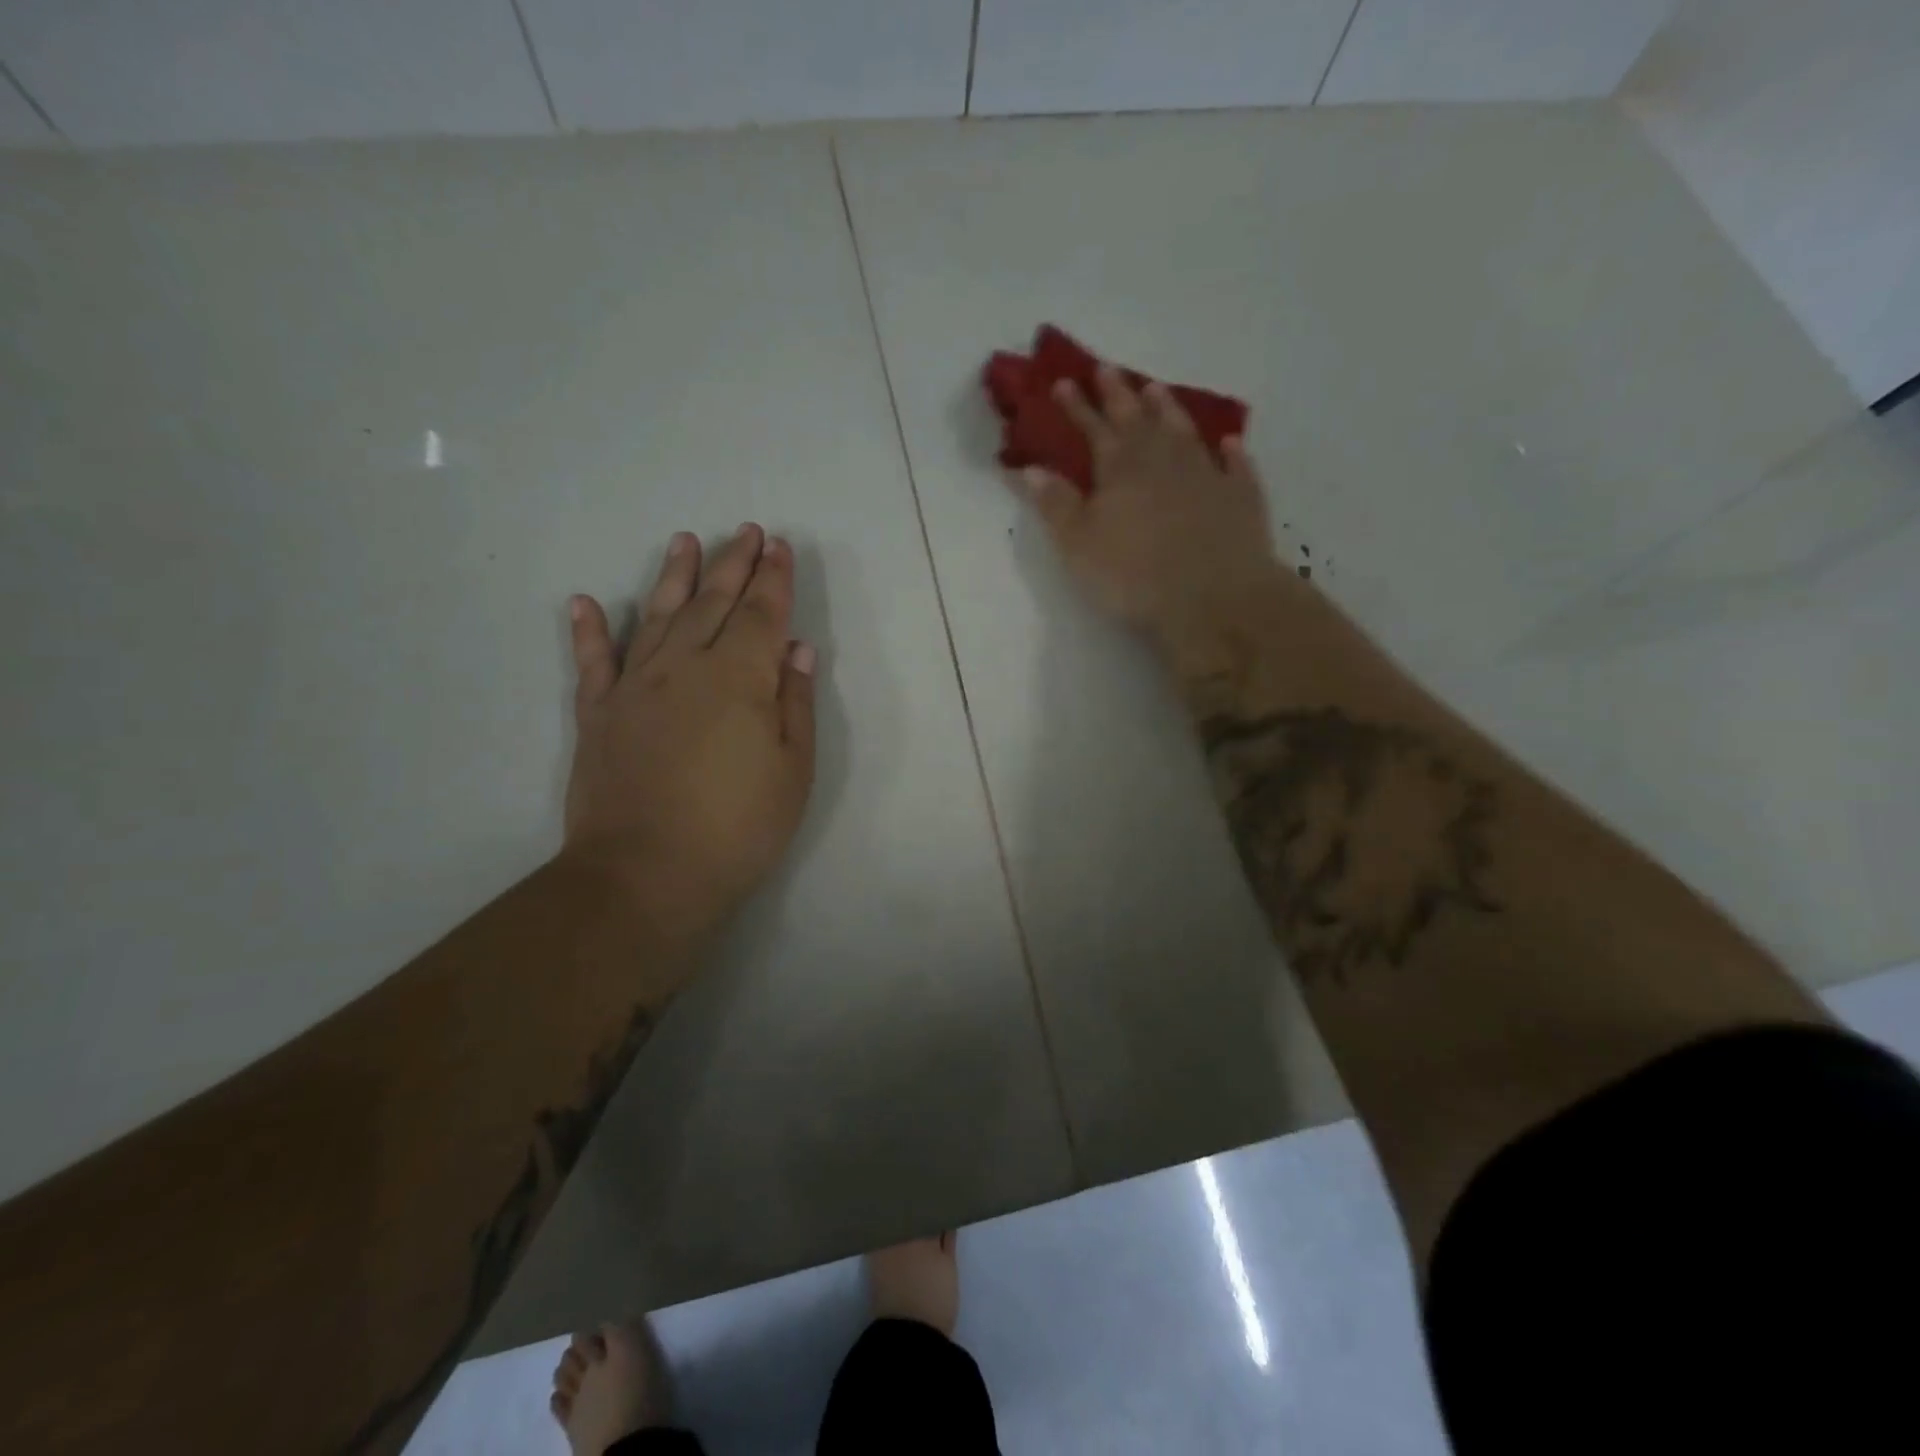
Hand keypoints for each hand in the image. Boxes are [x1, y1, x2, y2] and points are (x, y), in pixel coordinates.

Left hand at [561, 523, 815, 943]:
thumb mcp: (792, 770)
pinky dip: (590, 630)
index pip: (761, 614)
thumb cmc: (738, 827)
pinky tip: (586, 602)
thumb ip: (795, 702)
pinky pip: (593, 662)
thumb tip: (796, 649)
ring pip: (658, 616)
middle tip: (745, 531)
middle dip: (733, 564)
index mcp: (739, 678)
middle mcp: (685, 667)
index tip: (779, 547)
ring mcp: (635, 687)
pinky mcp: (598, 714)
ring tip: (685, 541)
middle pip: (713, 603)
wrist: (647, 875)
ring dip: (674, 577)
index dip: (773, 579)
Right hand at [1016, 366, 1283, 647]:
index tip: (1062, 381)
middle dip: (1119, 393)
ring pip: (1183, 431)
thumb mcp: (1078, 545)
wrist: (1213, 597)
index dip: (1076, 406)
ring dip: (1168, 409)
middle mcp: (1163, 460)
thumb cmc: (1134, 575)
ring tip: (1156, 389)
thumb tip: (1030, 468)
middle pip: (1137, 419)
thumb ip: (1055, 504)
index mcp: (1119, 469)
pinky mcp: (1240, 497)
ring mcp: (1206, 474)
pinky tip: (1227, 444)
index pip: (1093, 428)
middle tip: (1107, 368)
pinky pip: (1234, 466)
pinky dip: (1229, 452)